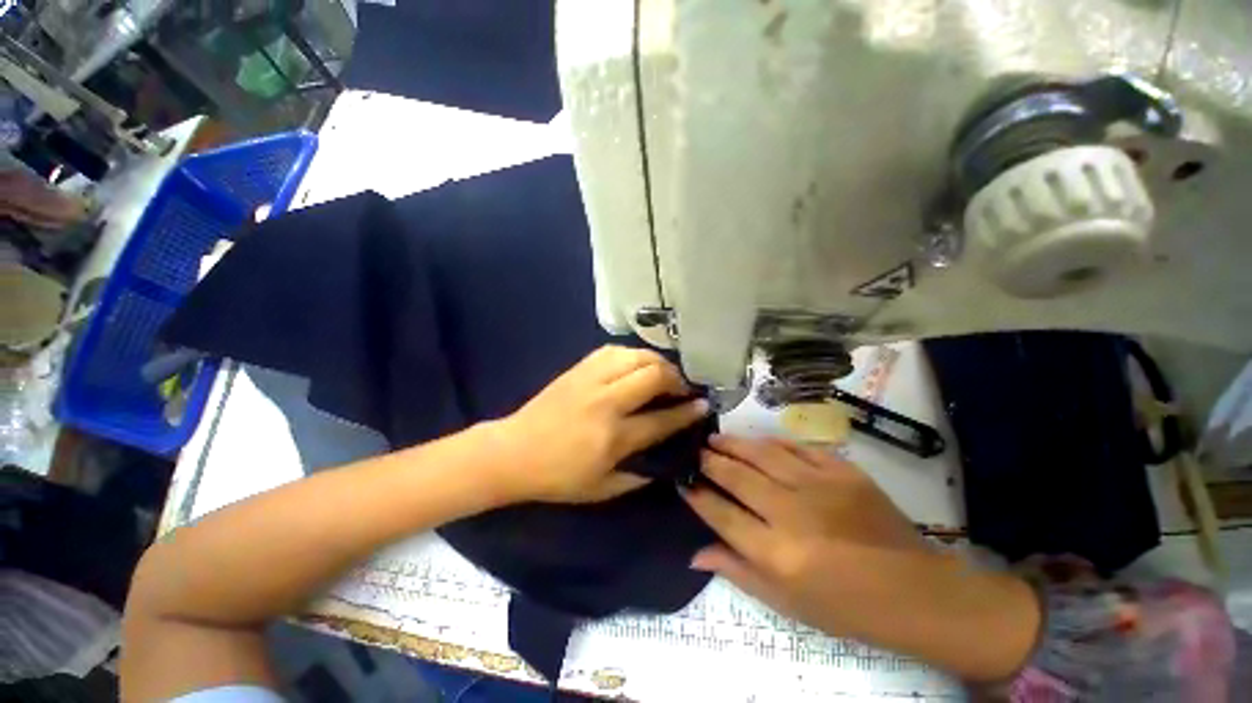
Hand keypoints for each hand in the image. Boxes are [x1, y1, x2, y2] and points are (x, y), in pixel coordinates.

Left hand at [488, 345, 709, 503]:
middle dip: (676, 379)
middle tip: (681, 388)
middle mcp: (605, 402)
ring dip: (657, 362)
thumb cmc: (558, 477)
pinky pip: (614, 350)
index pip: (661, 420)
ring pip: (635, 356)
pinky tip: (635, 365)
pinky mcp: (578, 368)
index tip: (702, 405)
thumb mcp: (602, 490)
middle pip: (653, 376)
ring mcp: (590, 380)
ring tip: (662, 374)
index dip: (687, 412)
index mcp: (613, 437)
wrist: (513, 452)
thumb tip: (666, 459)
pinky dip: (632, 355)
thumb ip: (639, 475)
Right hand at [683, 435, 1039, 681]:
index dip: (696, 495)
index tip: (682, 481)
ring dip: (733, 444)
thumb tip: (694, 550)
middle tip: (694, 452)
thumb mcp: (785, 604)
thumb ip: (737, 571)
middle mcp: (792, 513)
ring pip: (761, 453)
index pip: (720, 513)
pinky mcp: (841, 470)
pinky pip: (796, 446)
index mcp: (776, 554)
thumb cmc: (845, 608)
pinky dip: (771, 442)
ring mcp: (818, 486)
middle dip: (709, 461)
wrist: (915, 591)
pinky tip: (757, 441)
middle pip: (736, 476)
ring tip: (715, 438)